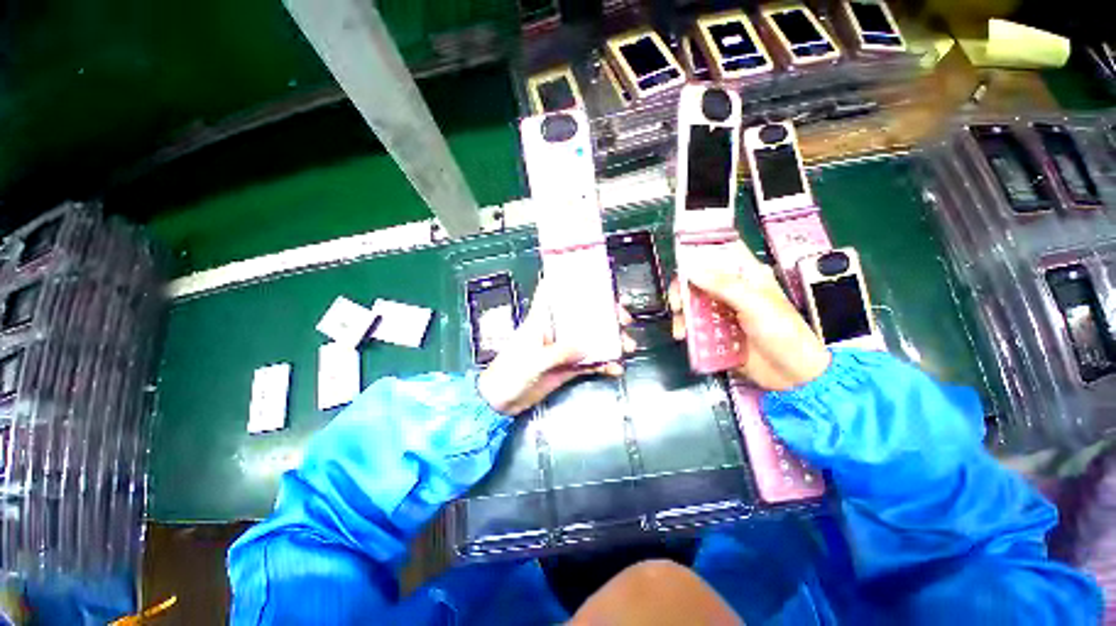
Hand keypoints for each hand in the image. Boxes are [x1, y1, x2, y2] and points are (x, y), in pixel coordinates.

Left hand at [477, 281, 636, 414]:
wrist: (501, 402)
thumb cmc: (508, 374)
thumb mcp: (534, 360)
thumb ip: (559, 352)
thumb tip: (585, 347)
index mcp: (541, 321)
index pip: (552, 293)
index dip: (568, 281)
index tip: (589, 275)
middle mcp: (554, 331)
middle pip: (581, 315)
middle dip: (604, 314)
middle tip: (622, 318)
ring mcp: (563, 349)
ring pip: (590, 338)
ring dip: (609, 341)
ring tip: (625, 346)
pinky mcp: (567, 367)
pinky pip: (589, 362)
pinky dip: (603, 364)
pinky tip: (614, 367)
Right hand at [669, 241, 830, 390]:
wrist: (792, 375)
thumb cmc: (783, 333)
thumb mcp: (755, 304)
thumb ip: (723, 285)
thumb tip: (691, 270)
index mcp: (747, 276)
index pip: (720, 254)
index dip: (700, 253)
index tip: (681, 261)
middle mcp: (732, 290)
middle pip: (699, 280)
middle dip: (684, 289)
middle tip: (678, 302)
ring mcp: (722, 311)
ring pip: (693, 303)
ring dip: (682, 312)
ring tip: (681, 326)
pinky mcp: (716, 330)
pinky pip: (694, 324)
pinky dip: (686, 329)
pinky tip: (684, 336)